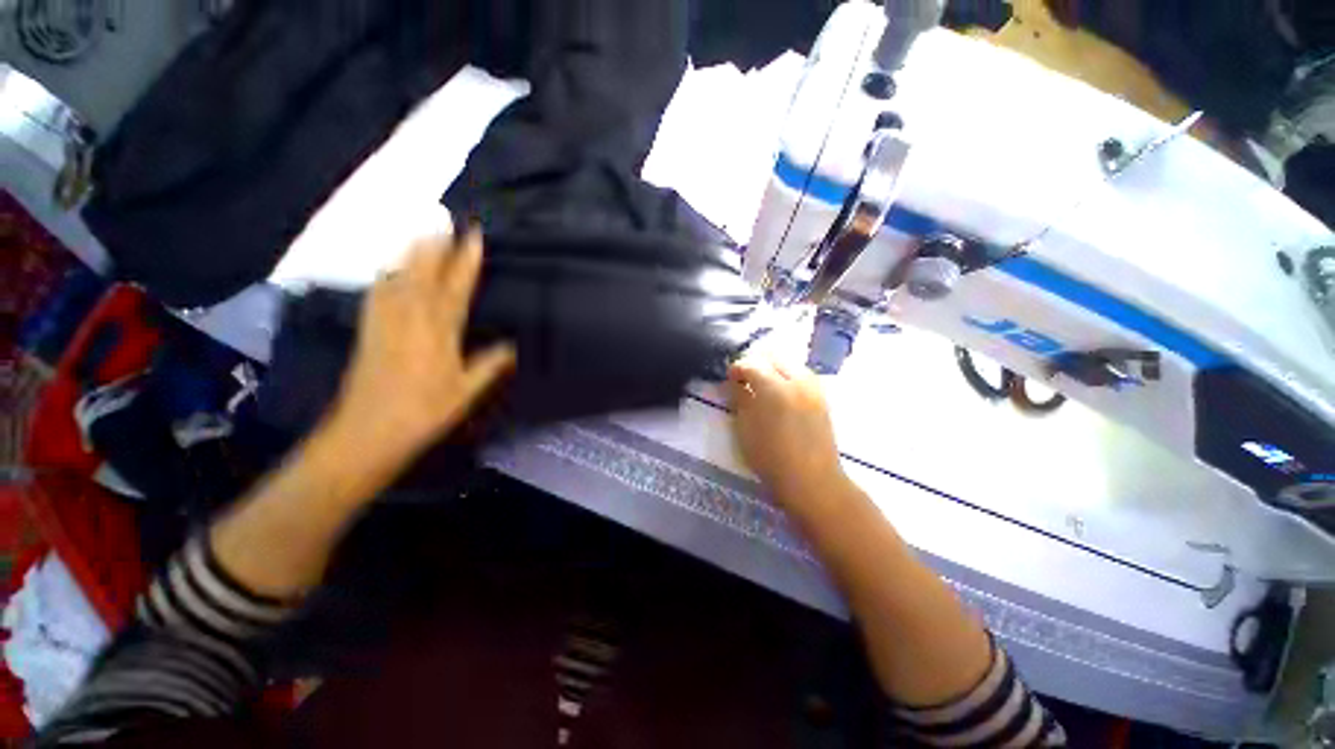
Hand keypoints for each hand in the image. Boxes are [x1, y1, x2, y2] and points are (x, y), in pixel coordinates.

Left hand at [321, 230, 515, 478]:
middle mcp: (410, 318)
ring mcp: (385, 321)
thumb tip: (511, 345)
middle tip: (444, 217)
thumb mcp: (465, 393)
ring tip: (421, 231)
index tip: (473, 236)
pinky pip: (379, 292)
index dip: (465, 262)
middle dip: (436, 244)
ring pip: (400, 277)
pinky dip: (388, 274)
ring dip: (412, 252)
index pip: (456, 288)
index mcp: (438, 332)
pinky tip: (391, 267)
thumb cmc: (424, 412)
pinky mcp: (369, 329)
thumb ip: (489, 365)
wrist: (367, 431)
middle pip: (424, 273)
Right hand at [726, 353, 844, 512]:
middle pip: (772, 356)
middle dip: (755, 362)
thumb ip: (740, 399)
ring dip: (773, 367)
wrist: (812, 480)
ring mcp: (813, 387)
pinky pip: (802, 374)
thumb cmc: (771, 458)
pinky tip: (780, 390)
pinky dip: (788, 374)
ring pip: (789, 362)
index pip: (751, 364)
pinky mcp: (822, 396)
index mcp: (774, 388)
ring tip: (761, 383)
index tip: (729, 378)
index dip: (737, 368)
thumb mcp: (746, 429)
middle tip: (743, 378)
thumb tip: (735, 384)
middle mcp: (796, 381)